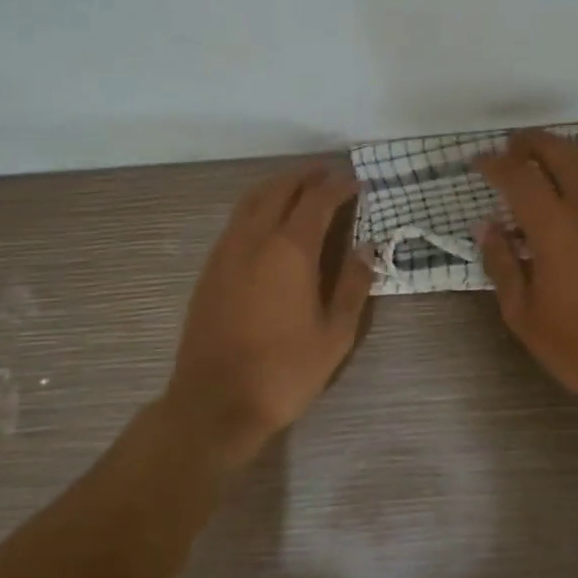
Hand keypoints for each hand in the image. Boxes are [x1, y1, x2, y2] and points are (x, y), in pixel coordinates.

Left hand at [165, 162, 374, 467]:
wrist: (215, 402)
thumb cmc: (284, 370)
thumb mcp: (335, 333)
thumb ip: (353, 284)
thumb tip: (367, 248)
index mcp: (290, 249)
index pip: (318, 200)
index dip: (339, 186)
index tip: (357, 183)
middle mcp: (255, 238)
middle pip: (281, 188)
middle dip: (307, 176)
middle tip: (329, 174)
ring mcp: (227, 250)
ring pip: (253, 199)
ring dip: (279, 185)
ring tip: (300, 187)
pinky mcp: (210, 267)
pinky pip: (237, 219)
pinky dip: (258, 205)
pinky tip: (268, 221)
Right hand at [474, 132, 577, 427]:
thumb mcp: (523, 314)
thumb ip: (501, 263)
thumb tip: (485, 226)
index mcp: (555, 227)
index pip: (518, 175)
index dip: (493, 163)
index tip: (478, 163)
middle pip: (559, 151)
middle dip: (529, 143)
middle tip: (510, 150)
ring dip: (563, 152)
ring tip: (545, 163)